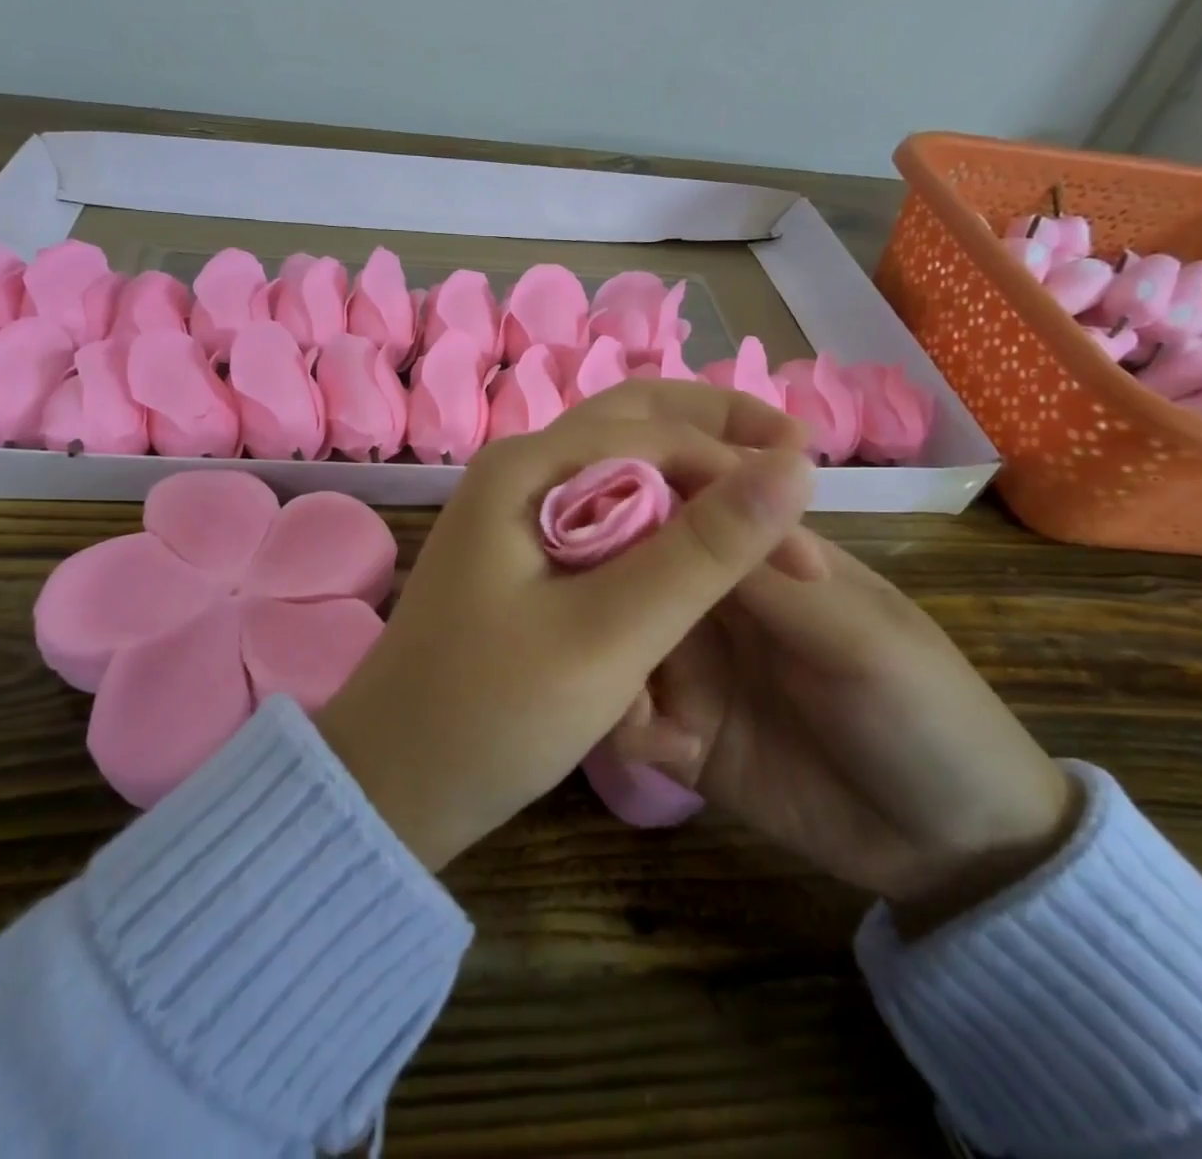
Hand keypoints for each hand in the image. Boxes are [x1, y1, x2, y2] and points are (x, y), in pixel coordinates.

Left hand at [315, 380, 817, 871]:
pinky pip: (601, 507)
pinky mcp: (520, 552)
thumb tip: (793, 468)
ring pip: (619, 462)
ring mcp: (515, 509)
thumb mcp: (609, 634)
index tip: (808, 550)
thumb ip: (701, 551)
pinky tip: (695, 539)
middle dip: (718, 430)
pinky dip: (657, 514)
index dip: (741, 477)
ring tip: (759, 491)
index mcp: (527, 468)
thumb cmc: (491, 712)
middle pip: (635, 421)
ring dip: (691, 469)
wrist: (393, 780)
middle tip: (795, 450)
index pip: (657, 436)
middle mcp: (519, 470)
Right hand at [609, 538, 1078, 932]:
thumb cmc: (924, 712)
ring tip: (631, 698)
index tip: (581, 517)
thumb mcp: (857, 637)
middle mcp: (710, 603)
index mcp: (757, 560)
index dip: (632, 505)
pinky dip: (627, 722)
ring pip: (617, 639)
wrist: (954, 849)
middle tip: (587, 615)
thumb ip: (768, 576)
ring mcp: (690, 668)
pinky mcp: (678, 731)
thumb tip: (691, 490)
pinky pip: (627, 714)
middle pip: (633, 572)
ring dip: (608, 660)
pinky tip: (660, 745)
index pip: (680, 509)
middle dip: (605, 590)